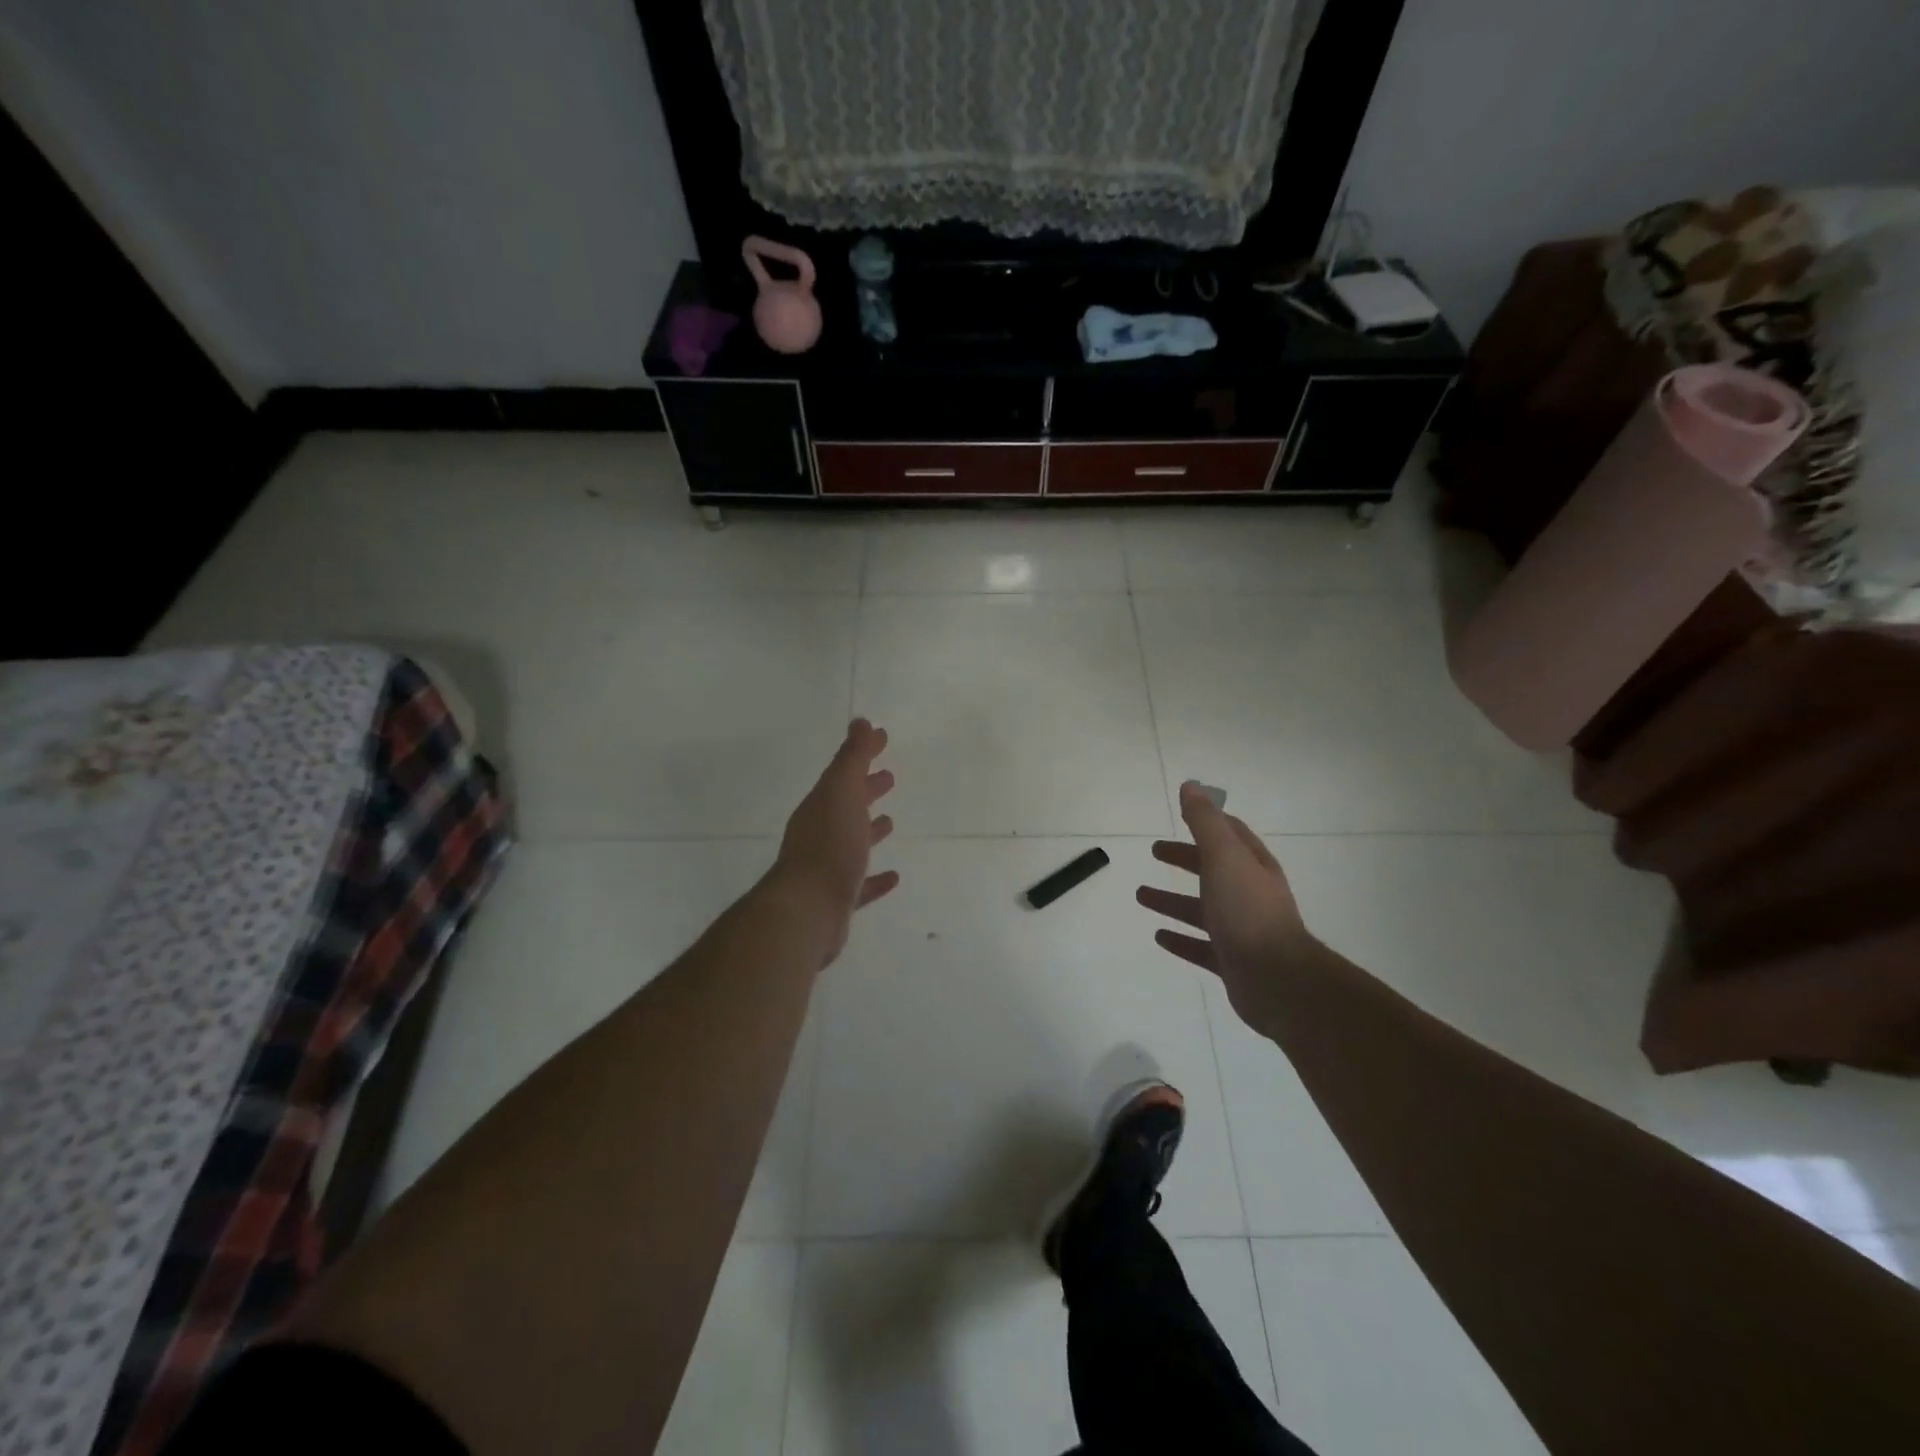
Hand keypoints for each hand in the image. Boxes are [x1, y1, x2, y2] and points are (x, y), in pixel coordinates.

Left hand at [769, 719, 899, 963]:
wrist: (808, 910)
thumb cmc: (828, 846)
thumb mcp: (842, 793)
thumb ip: (852, 758)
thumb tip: (860, 721)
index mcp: (821, 806)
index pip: (844, 772)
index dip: (863, 754)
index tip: (883, 738)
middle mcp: (820, 833)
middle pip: (846, 804)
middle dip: (865, 789)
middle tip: (889, 777)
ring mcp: (827, 867)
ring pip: (851, 842)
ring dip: (869, 830)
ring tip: (890, 820)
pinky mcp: (837, 899)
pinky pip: (860, 883)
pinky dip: (876, 878)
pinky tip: (894, 876)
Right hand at [1137, 782, 1315, 1027]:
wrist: (1276, 978)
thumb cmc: (1248, 909)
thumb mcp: (1224, 856)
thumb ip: (1205, 822)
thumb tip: (1190, 786)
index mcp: (1252, 866)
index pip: (1230, 835)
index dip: (1208, 822)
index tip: (1183, 815)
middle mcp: (1248, 894)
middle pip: (1212, 870)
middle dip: (1184, 858)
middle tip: (1154, 851)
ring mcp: (1240, 930)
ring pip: (1200, 909)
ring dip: (1172, 900)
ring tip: (1140, 895)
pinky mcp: (1230, 961)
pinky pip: (1199, 946)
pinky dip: (1179, 939)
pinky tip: (1159, 936)